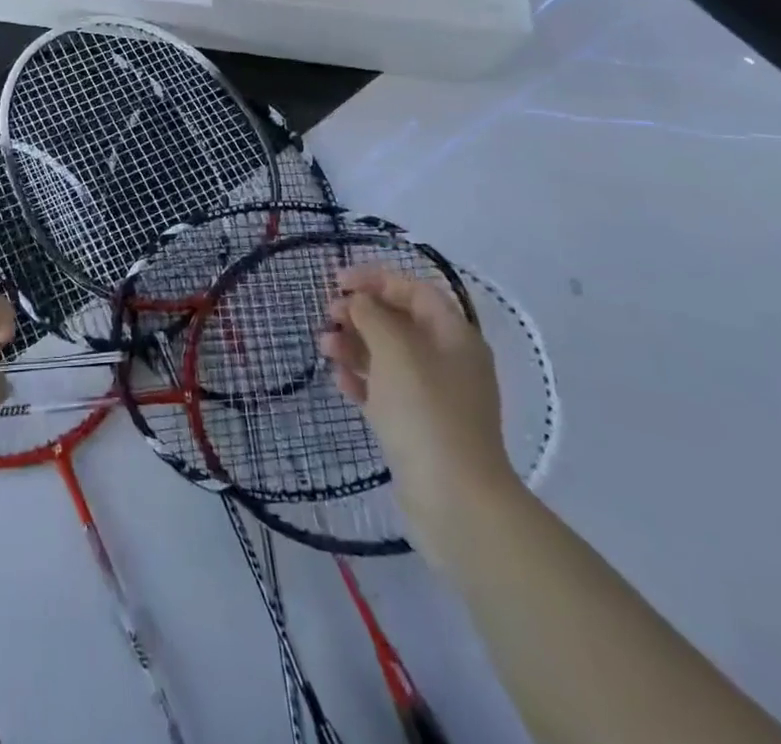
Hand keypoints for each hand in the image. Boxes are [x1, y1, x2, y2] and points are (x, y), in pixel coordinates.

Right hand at [320, 268, 519, 565]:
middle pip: (400, 321)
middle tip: (328, 314)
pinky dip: (361, 380)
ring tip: (324, 347)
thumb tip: (359, 302)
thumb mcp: (395, 350)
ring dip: (354, 345)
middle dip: (361, 313)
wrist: (456, 501)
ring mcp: (434, 396)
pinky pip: (385, 390)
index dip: (376, 279)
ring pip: (388, 356)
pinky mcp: (418, 427)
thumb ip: (372, 315)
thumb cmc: (426, 411)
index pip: (414, 290)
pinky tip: (339, 382)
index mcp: (454, 335)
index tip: (337, 281)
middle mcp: (448, 360)